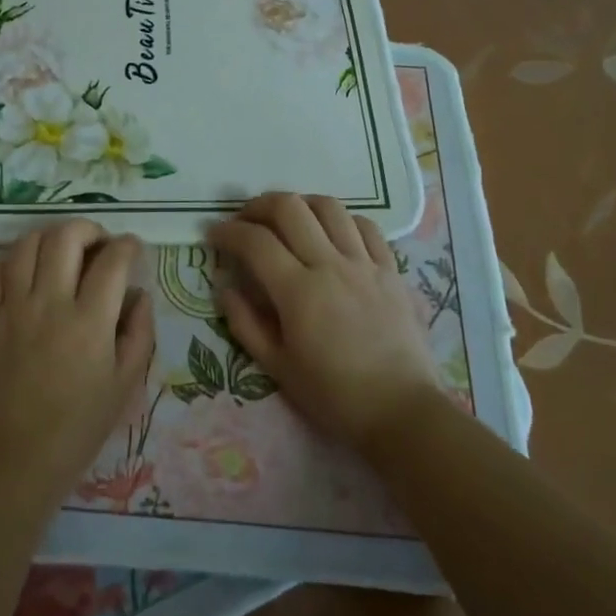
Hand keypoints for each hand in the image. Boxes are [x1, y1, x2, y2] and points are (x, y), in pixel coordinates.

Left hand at [0, 219, 154, 508]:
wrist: (13, 458)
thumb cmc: (78, 427)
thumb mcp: (125, 384)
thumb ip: (139, 331)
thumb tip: (139, 294)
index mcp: (89, 321)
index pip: (112, 260)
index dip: (128, 245)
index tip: (133, 249)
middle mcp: (49, 303)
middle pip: (66, 236)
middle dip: (90, 228)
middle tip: (100, 244)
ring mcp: (13, 307)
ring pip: (27, 243)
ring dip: (51, 236)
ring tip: (65, 251)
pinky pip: (0, 270)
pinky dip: (20, 259)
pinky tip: (33, 271)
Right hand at [208, 192, 440, 453]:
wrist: (401, 411)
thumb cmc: (333, 395)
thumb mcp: (277, 367)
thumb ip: (245, 323)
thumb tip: (225, 288)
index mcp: (298, 291)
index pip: (255, 241)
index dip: (228, 232)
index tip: (213, 234)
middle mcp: (331, 265)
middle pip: (290, 208)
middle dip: (259, 205)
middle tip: (245, 220)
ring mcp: (365, 263)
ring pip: (329, 207)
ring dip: (301, 204)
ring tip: (288, 219)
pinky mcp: (391, 270)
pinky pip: (367, 226)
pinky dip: (343, 219)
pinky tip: (332, 233)